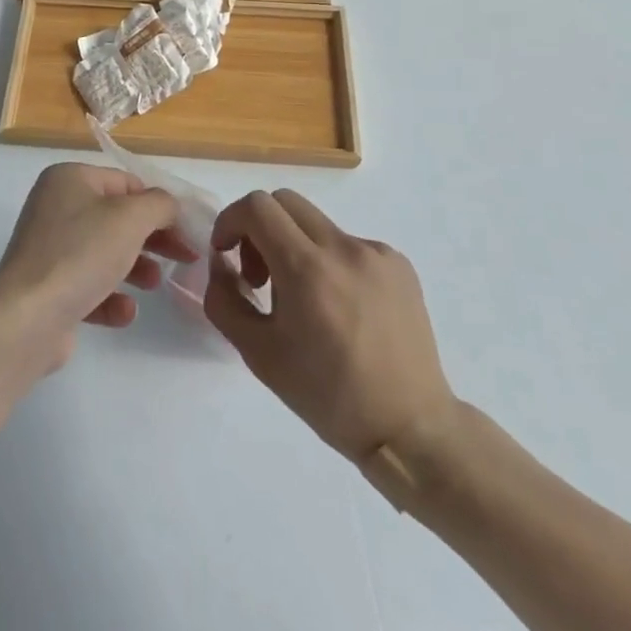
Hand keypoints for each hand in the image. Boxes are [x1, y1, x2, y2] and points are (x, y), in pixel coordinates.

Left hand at [0, 163, 198, 369]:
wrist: (27, 318)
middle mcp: (55, 207)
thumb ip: (159, 204)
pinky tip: (124, 312)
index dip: (160, 205)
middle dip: (152, 238)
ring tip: (154, 284)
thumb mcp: (131, 218)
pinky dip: (110, 297)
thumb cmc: (81, 254)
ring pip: (104, 252)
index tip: (188, 231)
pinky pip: (88, 285)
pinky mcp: (47, 288)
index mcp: (69, 179)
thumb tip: (168, 206)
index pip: (126, 183)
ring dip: (136, 267)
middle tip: (184, 257)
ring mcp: (48, 248)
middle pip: (117, 218)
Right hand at [203, 190, 458, 463]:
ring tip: (305, 301)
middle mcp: (343, 248)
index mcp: (307, 269)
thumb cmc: (327, 396)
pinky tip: (342, 308)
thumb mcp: (258, 355)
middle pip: (285, 202)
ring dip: (296, 247)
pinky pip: (349, 244)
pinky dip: (331, 262)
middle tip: (260, 276)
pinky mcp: (399, 263)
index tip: (227, 254)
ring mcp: (376, 252)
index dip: (231, 221)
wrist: (410, 427)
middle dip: (260, 229)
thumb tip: (221, 263)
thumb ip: (225, 299)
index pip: (257, 207)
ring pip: (317, 224)